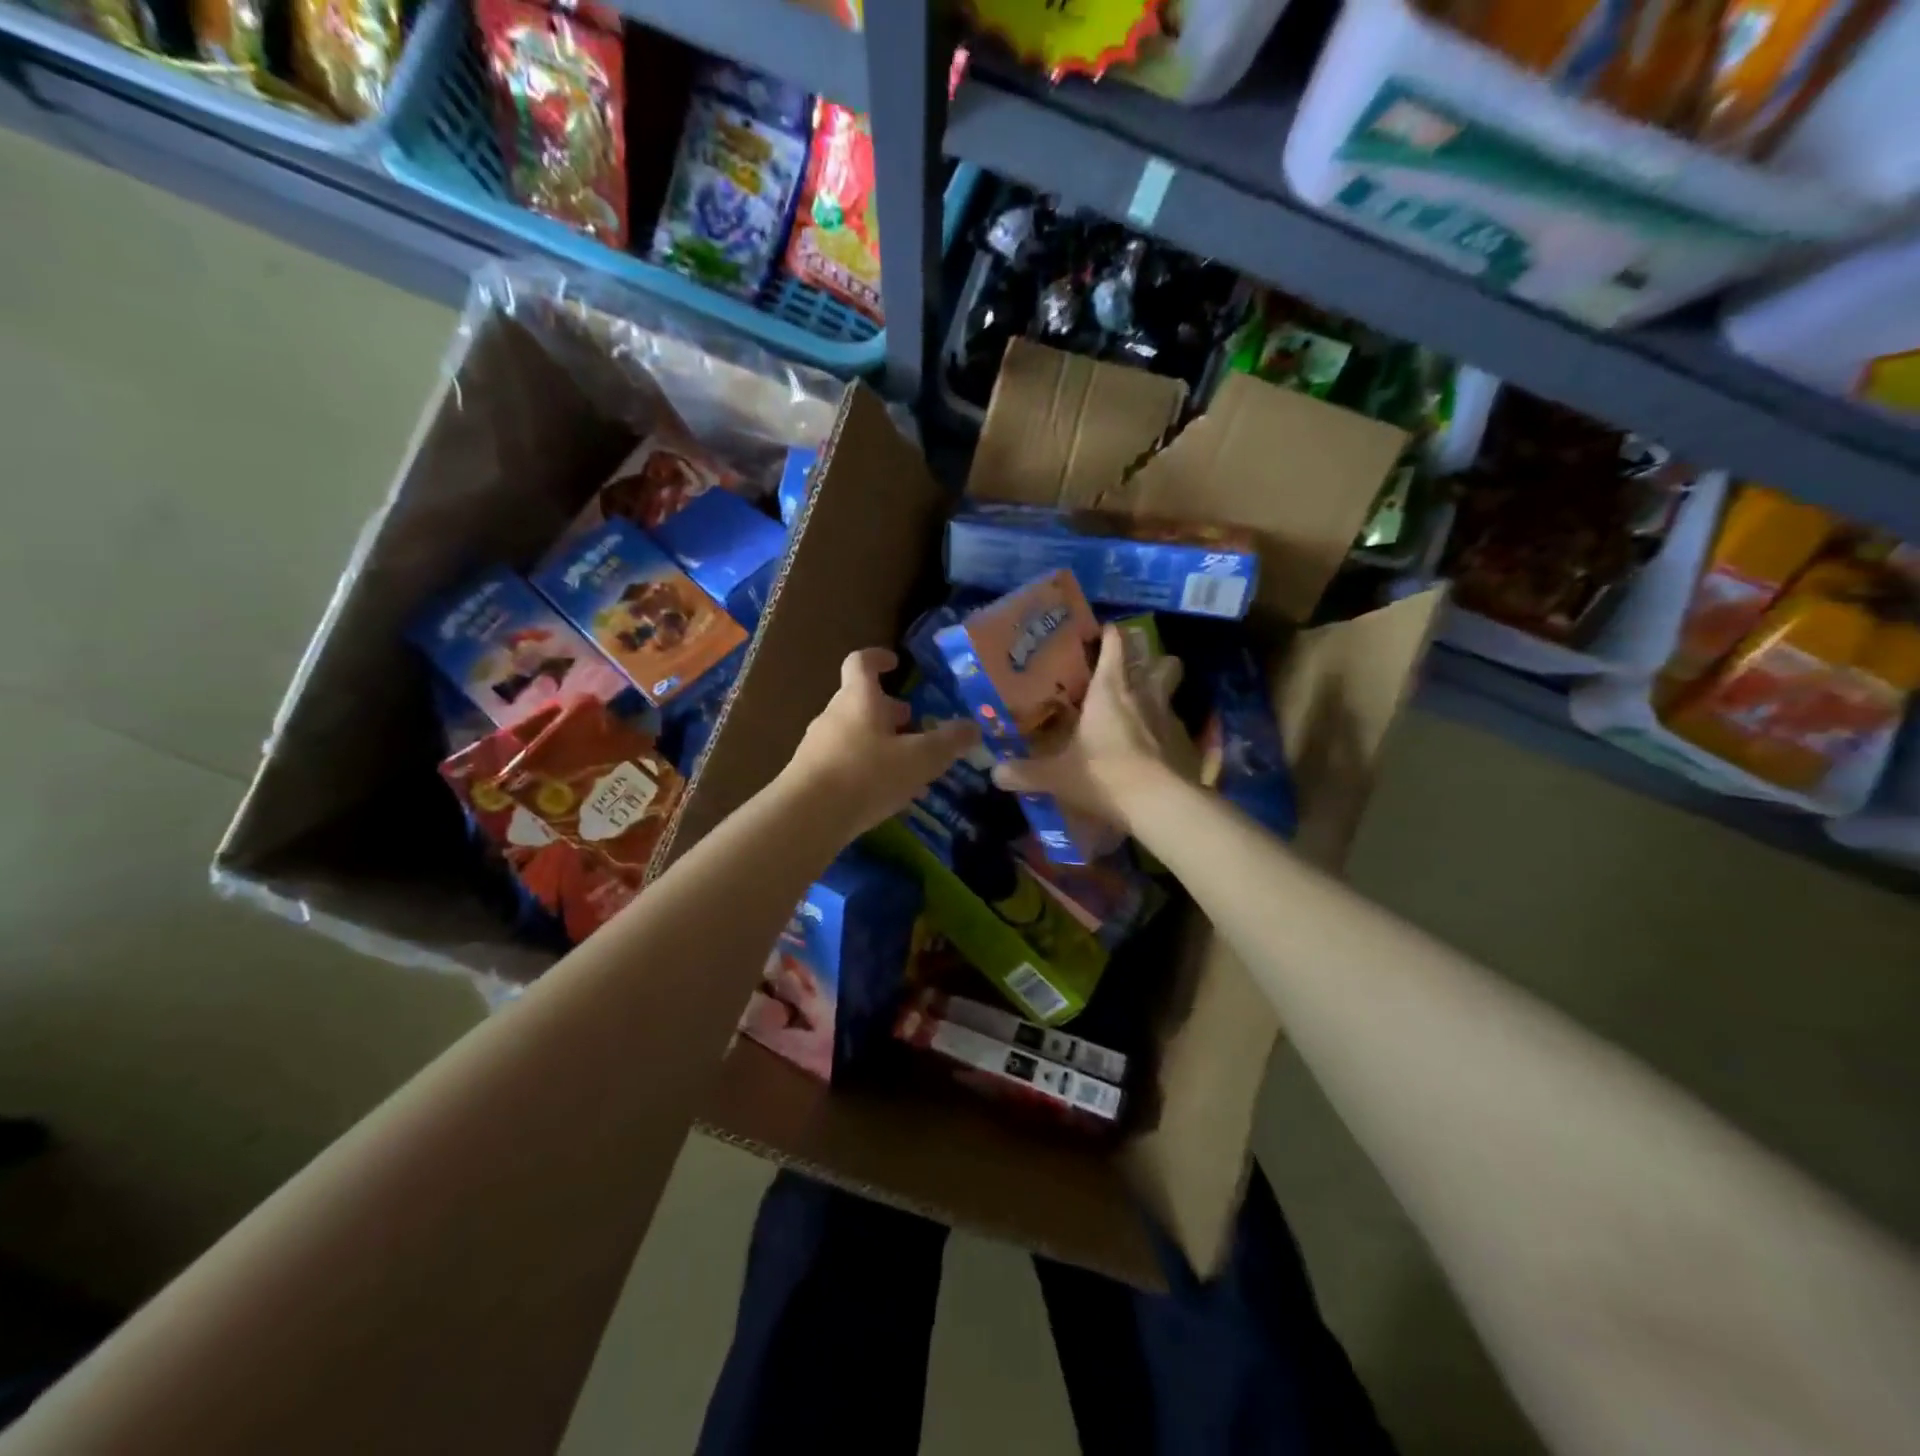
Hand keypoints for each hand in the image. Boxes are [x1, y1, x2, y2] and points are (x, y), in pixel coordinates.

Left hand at [781, 648, 979, 838]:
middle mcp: (834, 715)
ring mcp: (818, 746)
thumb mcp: (919, 759)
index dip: (878, 658)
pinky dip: (867, 769)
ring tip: (909, 766)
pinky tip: (887, 795)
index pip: (862, 663)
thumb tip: (973, 727)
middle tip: (913, 722)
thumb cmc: (866, 774)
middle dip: (889, 710)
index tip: (895, 663)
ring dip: (881, 743)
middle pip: (860, 701)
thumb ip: (948, 742)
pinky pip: (845, 762)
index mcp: (858, 698)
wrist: (807, 817)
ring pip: (855, 734)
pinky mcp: (811, 776)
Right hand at [991, 625, 1193, 834]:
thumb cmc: (1105, 775)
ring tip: (1146, 704)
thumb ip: (1026, 772)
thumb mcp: (1058, 776)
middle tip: (1134, 668)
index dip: (1111, 635)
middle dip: (1149, 658)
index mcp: (1110, 690)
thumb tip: (995, 773)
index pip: (1115, 645)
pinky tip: (1158, 746)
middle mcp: (1144, 695)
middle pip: (1159, 660)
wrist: (1161, 804)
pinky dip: (1169, 730)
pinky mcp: (1188, 743)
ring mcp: (1171, 717)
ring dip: (1162, 689)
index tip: (1105, 632)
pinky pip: (1180, 726)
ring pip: (1173, 687)